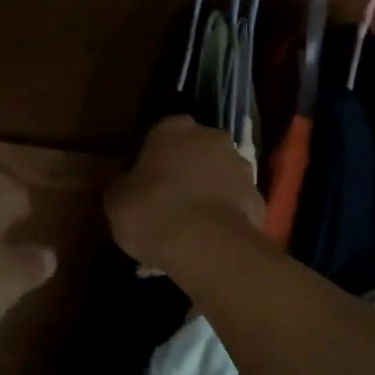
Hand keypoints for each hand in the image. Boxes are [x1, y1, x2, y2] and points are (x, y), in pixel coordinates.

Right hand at [106, 117, 262, 273]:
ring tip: (192, 226)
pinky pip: (236, 203)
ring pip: (220, 175)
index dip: (154, 157)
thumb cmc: (152, 214)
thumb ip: (123, 186)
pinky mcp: (258, 197)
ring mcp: (240, 166)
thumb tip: (126, 185)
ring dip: (209, 191)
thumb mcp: (116, 202)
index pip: (162, 133)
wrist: (206, 245)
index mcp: (173, 129)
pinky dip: (227, 215)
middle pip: (196, 150)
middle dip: (186, 170)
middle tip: (169, 202)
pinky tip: (212, 239)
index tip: (145, 181)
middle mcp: (212, 138)